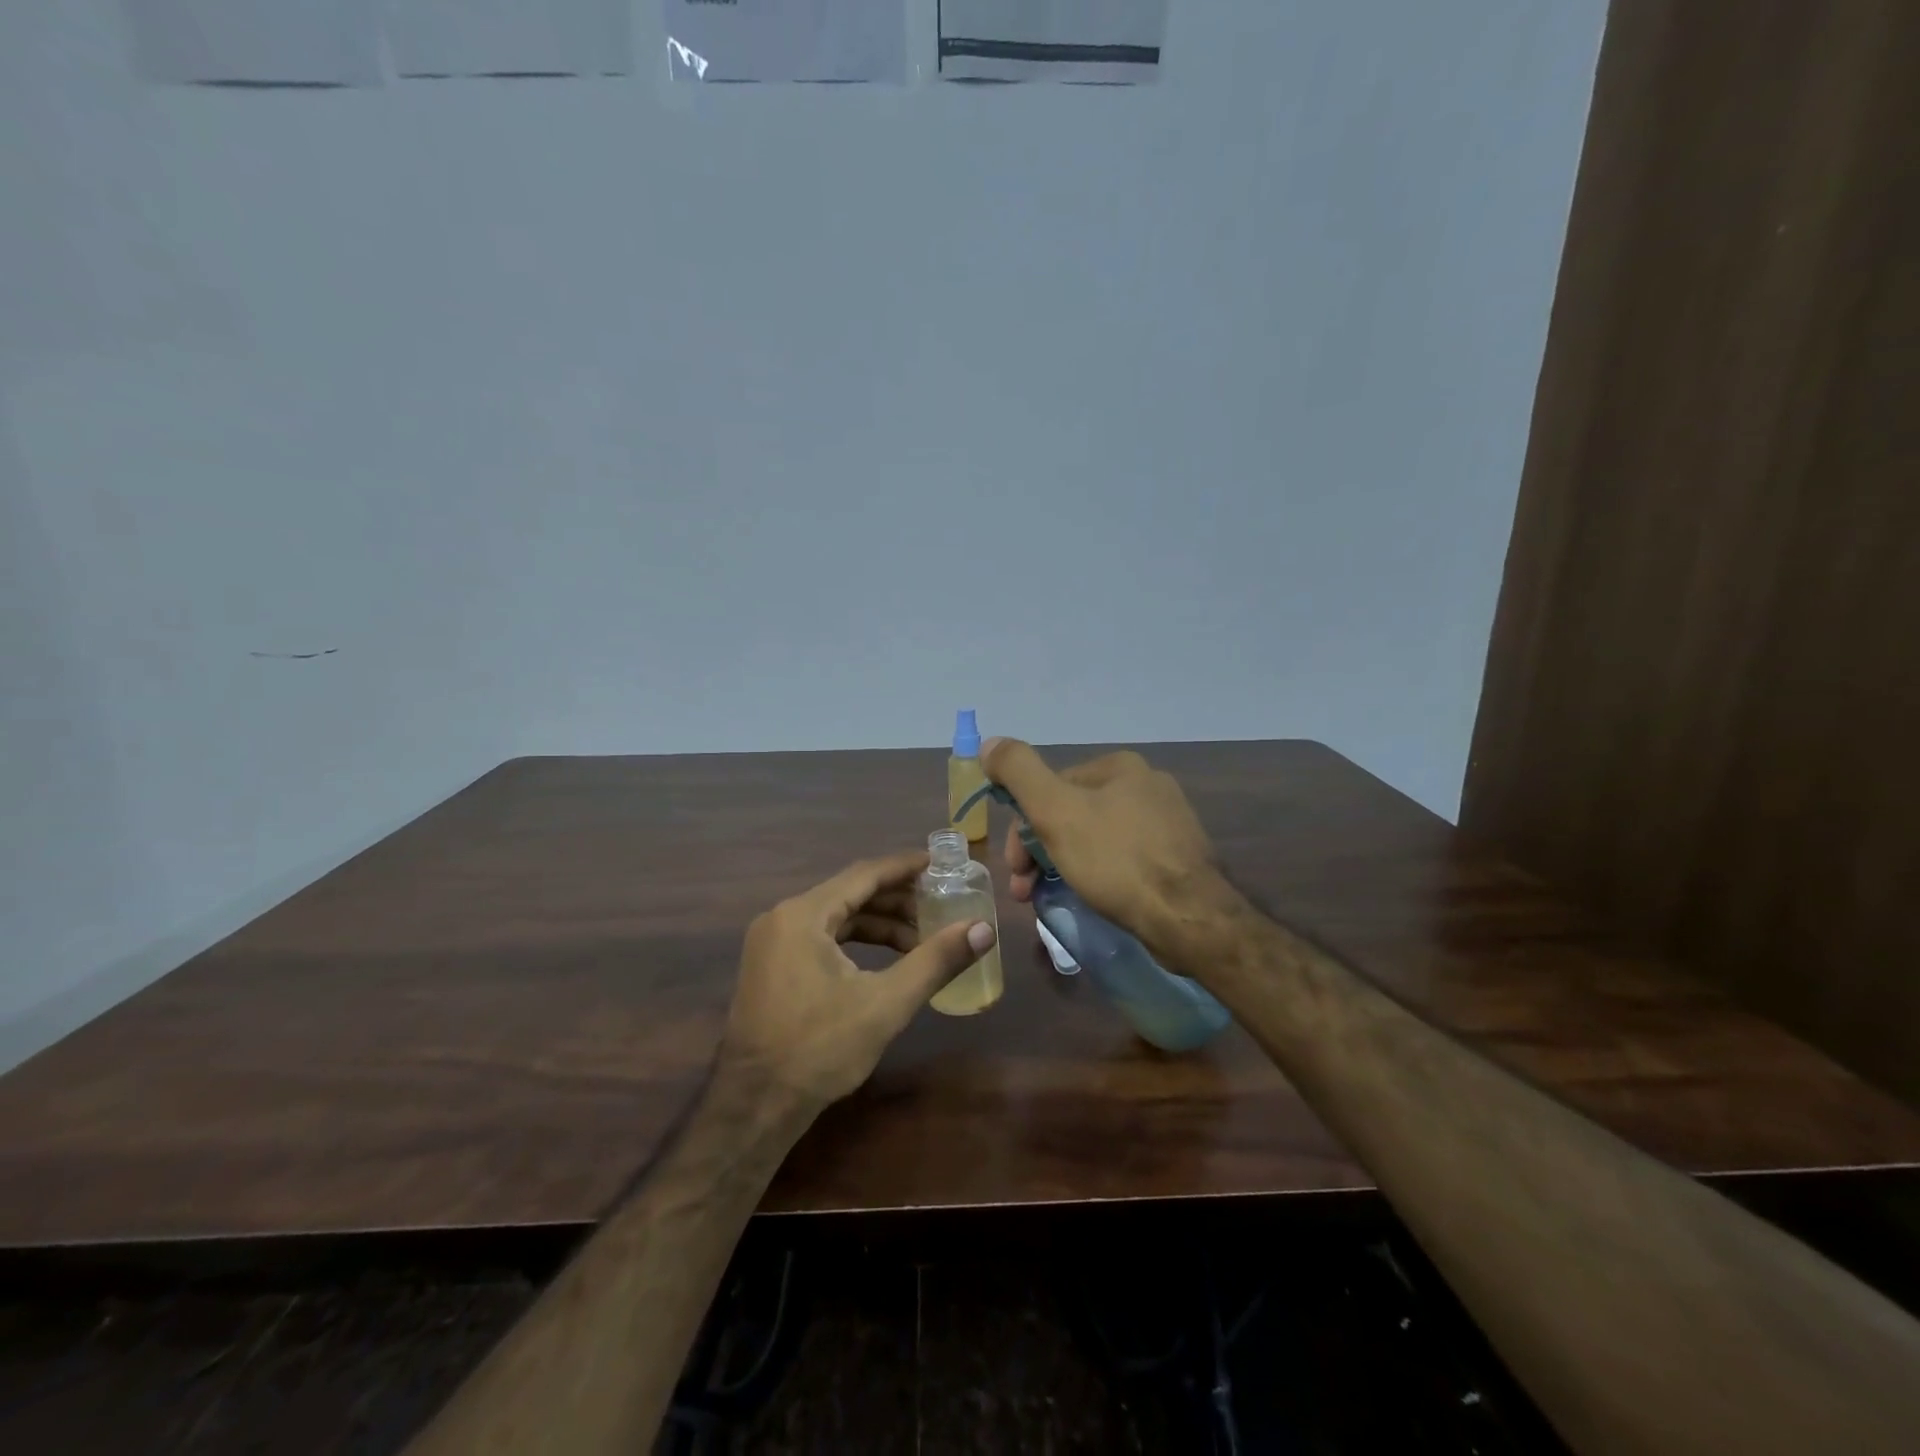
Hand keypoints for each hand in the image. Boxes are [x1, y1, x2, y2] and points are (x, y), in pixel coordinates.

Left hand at [719, 851, 995, 1108]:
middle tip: (939, 907)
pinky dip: (855, 942)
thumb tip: (983, 930)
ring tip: (920, 939)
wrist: (755, 1106)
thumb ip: (935, 961)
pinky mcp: (771, 966)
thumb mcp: (885, 1004)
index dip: (905, 868)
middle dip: (897, 901)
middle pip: (850, 893)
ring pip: (835, 917)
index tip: (941, 865)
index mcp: (803, 915)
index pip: (864, 874)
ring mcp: (772, 942)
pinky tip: (885, 960)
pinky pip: (820, 937)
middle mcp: (782, 917)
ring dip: (878, 924)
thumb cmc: (819, 1049)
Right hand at [983, 738, 1233, 950]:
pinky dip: (1099, 876)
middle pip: (1072, 813)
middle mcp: (1147, 784)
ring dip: (1065, 865)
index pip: (1050, 788)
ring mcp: (1168, 821)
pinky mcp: (1179, 857)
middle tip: (1027, 891)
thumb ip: (1019, 771)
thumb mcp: (1055, 811)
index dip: (1022, 828)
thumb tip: (990, 743)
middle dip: (1041, 851)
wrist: (1190, 919)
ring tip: (1053, 900)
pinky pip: (1123, 859)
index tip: (1015, 868)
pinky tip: (1094, 898)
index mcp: (1119, 766)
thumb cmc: (1116, 860)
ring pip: (1095, 838)